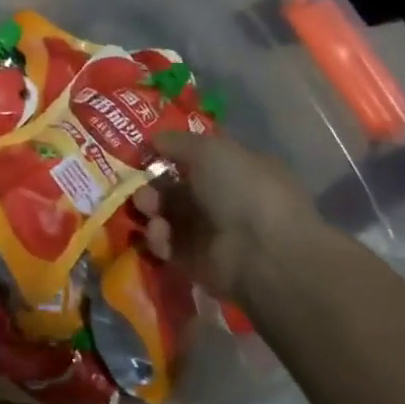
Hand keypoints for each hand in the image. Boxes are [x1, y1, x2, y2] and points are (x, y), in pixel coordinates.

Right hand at [133, 129, 328, 299]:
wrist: (265, 254)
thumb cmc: (244, 190)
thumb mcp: (210, 150)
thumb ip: (178, 141)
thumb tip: (155, 140)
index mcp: (238, 170)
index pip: (198, 158)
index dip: (170, 153)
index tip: (144, 151)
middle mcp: (225, 200)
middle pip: (176, 188)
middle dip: (153, 183)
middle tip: (139, 184)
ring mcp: (211, 233)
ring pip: (167, 215)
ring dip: (151, 208)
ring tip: (146, 207)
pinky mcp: (196, 263)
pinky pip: (167, 245)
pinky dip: (159, 238)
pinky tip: (161, 232)